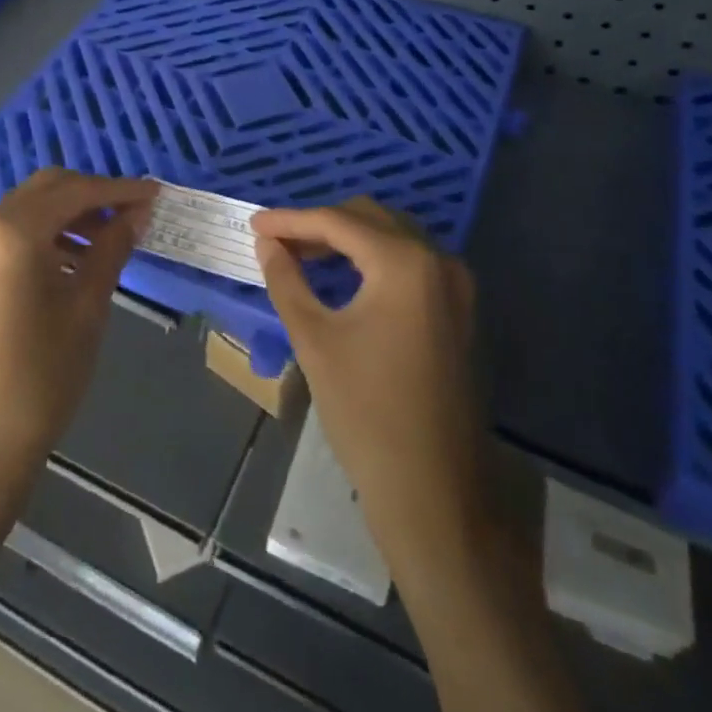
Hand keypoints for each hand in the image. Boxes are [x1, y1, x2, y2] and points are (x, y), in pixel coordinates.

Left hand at [0, 169, 157, 506]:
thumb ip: (112, 248)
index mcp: (13, 232)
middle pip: (47, 188)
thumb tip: (137, 212)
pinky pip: (10, 231)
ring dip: (69, 212)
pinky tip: (74, 257)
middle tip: (134, 212)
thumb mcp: (87, 308)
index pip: (76, 191)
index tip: (156, 193)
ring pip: (27, 206)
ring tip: (110, 236)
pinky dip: (44, 232)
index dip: (119, 189)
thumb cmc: (42, 377)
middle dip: (93, 194)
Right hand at [253, 200, 490, 574]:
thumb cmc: (366, 412)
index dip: (292, 220)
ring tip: (300, 256)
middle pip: (369, 219)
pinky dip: (371, 260)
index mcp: (405, 263)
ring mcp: (454, 285)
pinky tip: (341, 276)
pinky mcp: (457, 310)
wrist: (434, 491)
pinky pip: (408, 263)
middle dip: (319, 225)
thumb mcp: (315, 339)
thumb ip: (287, 280)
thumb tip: (267, 244)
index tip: (254, 225)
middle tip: (276, 242)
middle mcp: (438, 260)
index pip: (339, 222)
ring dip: (346, 240)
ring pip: (391, 238)